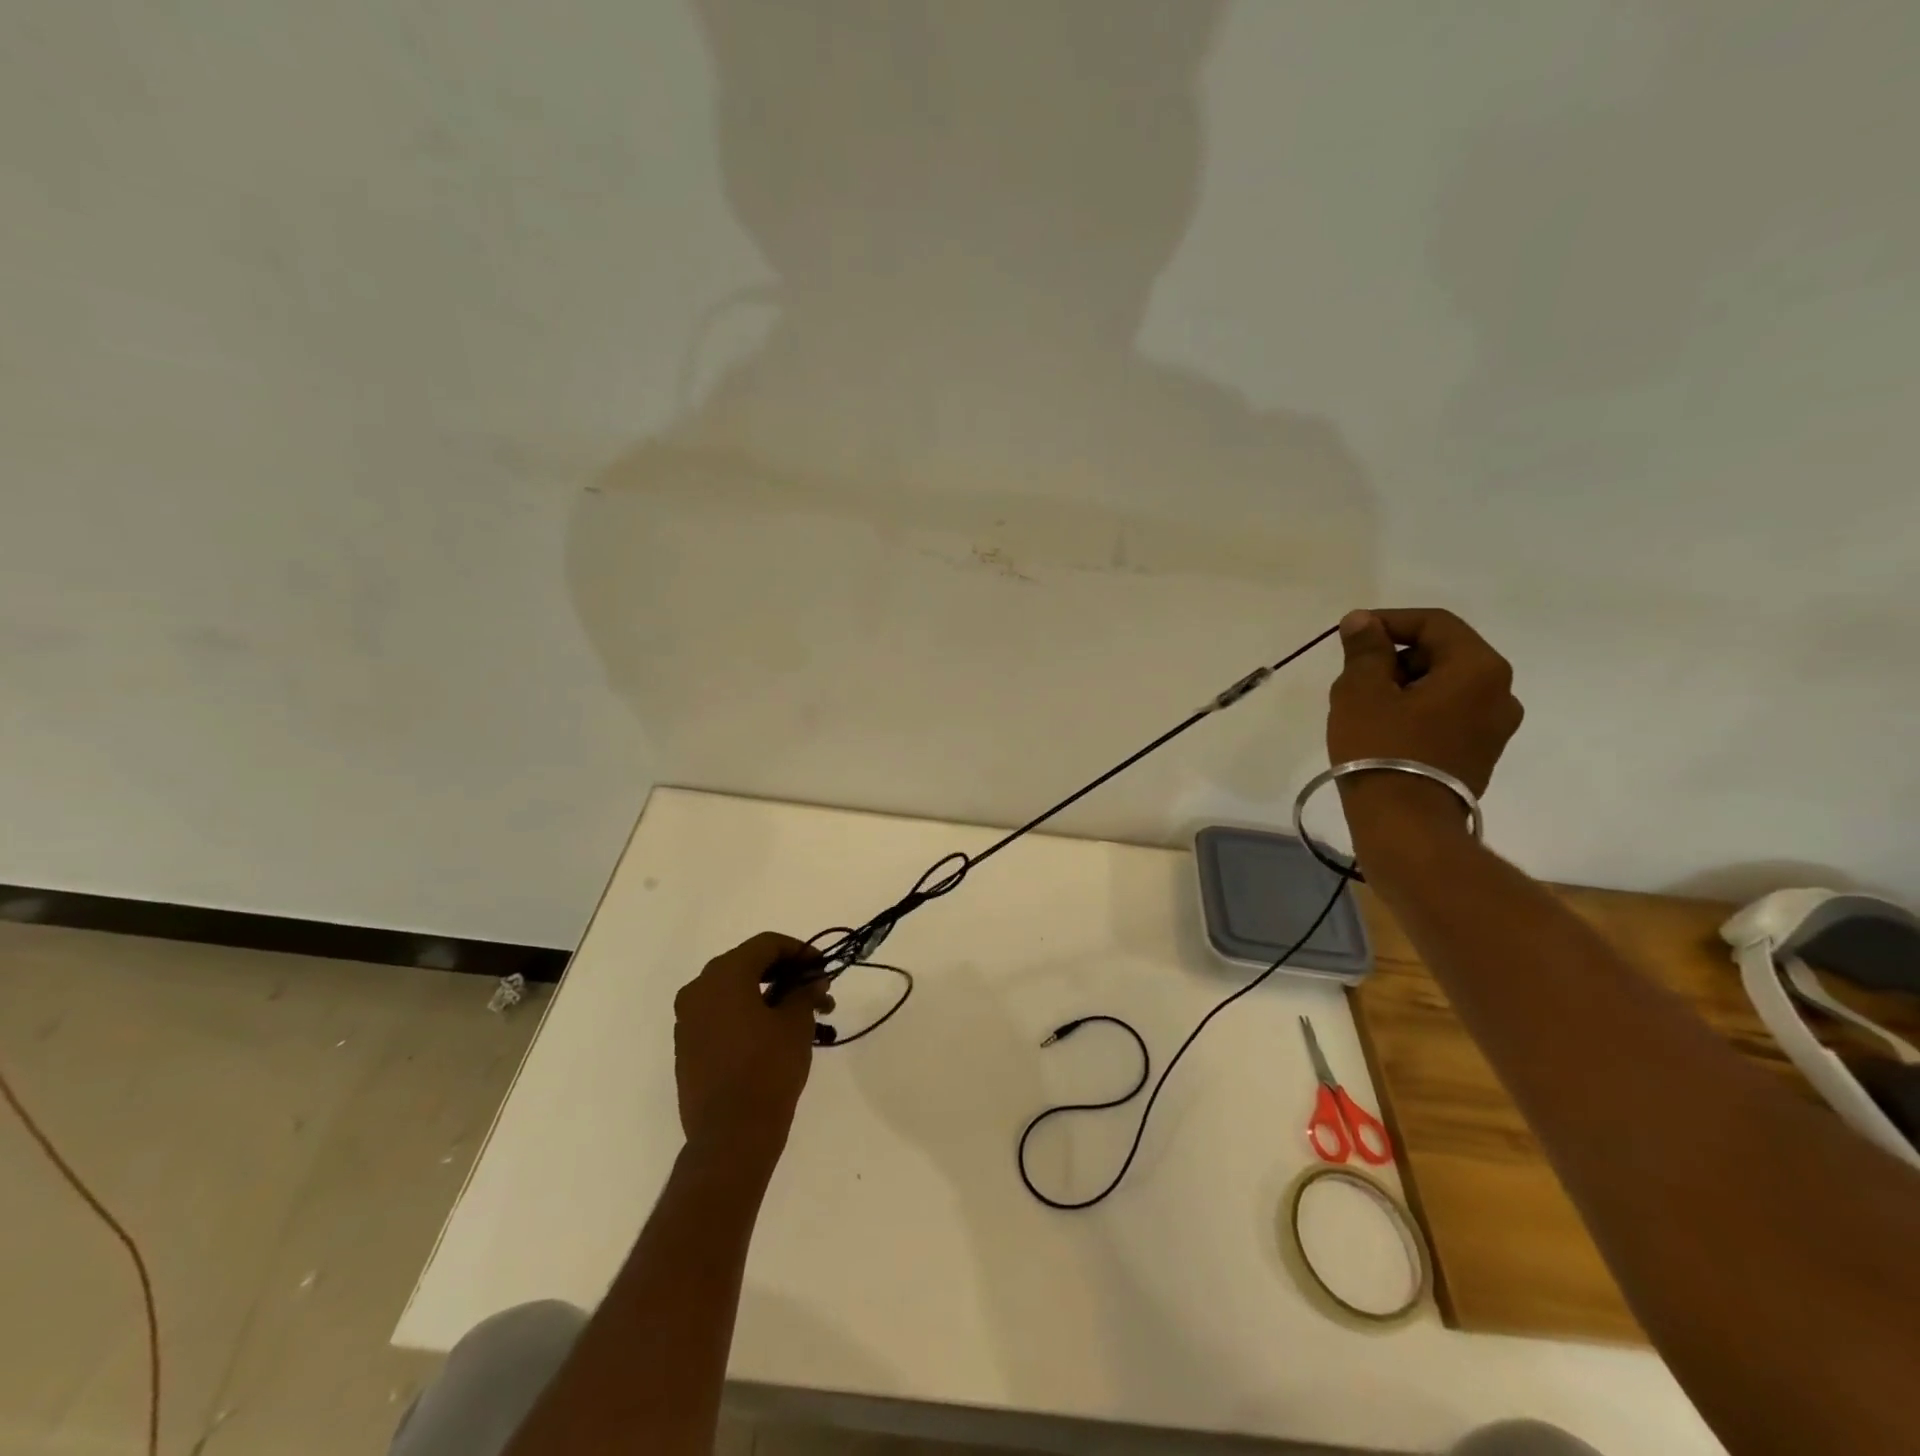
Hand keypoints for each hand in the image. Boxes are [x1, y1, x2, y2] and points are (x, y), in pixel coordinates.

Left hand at [673, 932, 831, 1168]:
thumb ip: (805, 992)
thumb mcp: (796, 1023)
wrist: (730, 1136)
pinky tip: (778, 1035)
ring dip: (771, 997)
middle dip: (787, 975)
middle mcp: (699, 989)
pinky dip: (751, 1015)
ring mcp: (689, 1020)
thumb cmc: (767, 1069)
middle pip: (749, 965)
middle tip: (817, 992)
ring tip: (806, 1018)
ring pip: (736, 992)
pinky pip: (723, 1016)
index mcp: (723, 975)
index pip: (766, 944)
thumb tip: (812, 980)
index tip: (823, 969)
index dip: (800, 951)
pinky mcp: (688, 1047)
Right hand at [1327, 608, 1522, 833]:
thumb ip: (1364, 649)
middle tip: (1352, 676)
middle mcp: (1500, 693)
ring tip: (1362, 707)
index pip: (1434, 624)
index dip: (1388, 621)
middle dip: (1394, 657)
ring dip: (1403, 686)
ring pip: (1443, 687)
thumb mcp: (1361, 691)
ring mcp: (1495, 728)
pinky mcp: (1480, 755)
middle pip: (1442, 654)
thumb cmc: (1382, 749)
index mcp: (1478, 669)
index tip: (1349, 633)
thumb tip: (1362, 620)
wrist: (1405, 825)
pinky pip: (1447, 716)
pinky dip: (1416, 712)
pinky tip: (1382, 731)